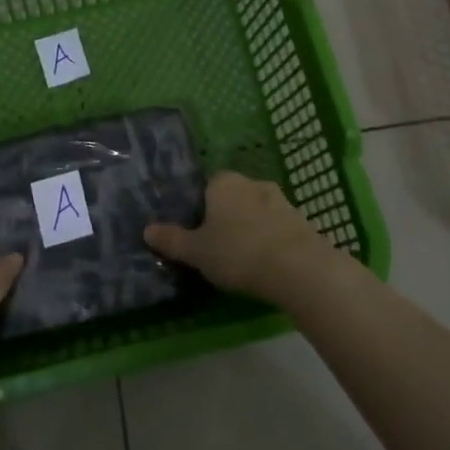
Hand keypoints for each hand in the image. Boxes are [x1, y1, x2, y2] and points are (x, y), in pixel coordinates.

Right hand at [144, 171, 328, 301]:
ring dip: (251, 228)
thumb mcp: (197, 252)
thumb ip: (173, 240)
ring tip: (244, 259)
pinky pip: (278, 227)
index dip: (201, 208)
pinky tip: (267, 264)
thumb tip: (147, 230)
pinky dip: (271, 241)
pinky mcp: (302, 220)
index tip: (198, 232)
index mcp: (223, 182)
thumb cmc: (238, 252)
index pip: (206, 186)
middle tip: (218, 247)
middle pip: (233, 197)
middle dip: (226, 217)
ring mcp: (281, 200)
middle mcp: (252, 183)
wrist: (298, 267)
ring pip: (257, 212)